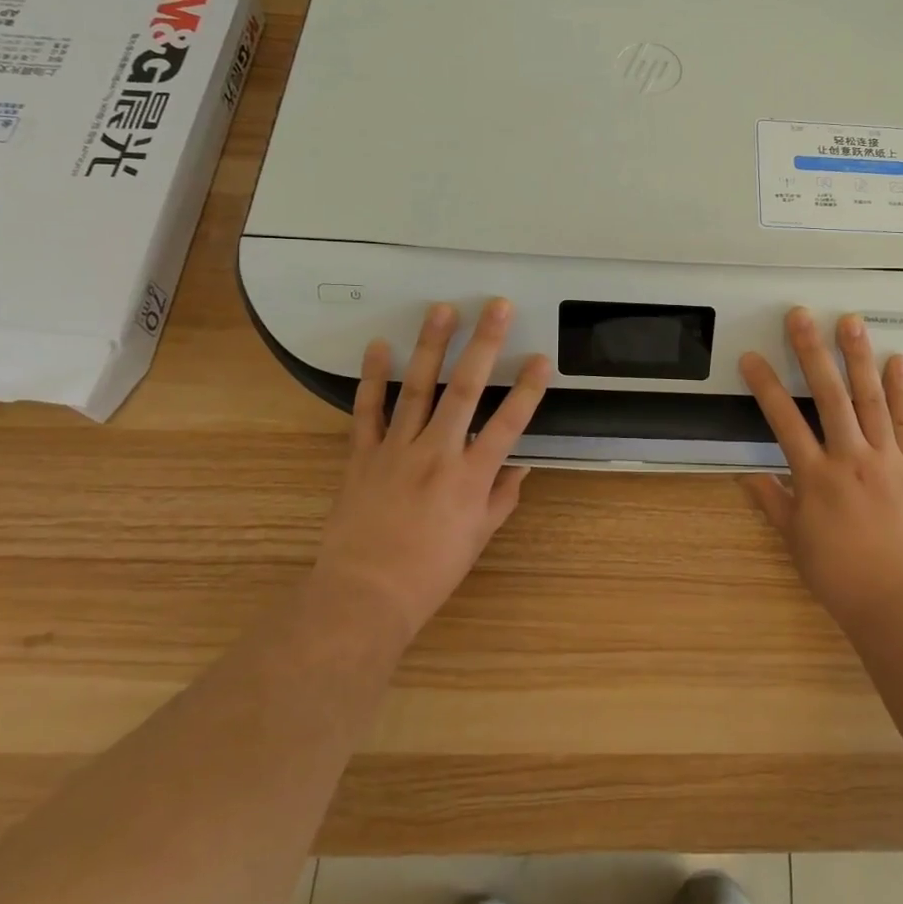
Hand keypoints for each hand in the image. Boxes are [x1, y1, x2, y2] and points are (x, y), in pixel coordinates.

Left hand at [315, 299, 550, 642]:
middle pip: (465, 389)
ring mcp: (396, 450)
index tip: (541, 359)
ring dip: (431, 345)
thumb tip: (521, 467)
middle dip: (484, 344)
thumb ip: (502, 497)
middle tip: (496, 307)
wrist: (363, 596)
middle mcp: (437, 453)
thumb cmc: (430, 571)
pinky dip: (371, 378)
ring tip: (441, 309)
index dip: (527, 389)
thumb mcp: (478, 537)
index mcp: (471, 476)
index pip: (508, 423)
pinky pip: (366, 411)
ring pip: (417, 388)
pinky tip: (378, 346)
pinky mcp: (361, 455)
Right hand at [739, 308, 902, 631]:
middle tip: (801, 315)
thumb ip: (772, 502)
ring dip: (858, 357)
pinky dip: (901, 389)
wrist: (901, 602)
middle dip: (812, 351)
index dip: (765, 386)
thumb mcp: (796, 541)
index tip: (751, 357)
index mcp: (815, 478)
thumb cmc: (841, 575)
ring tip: (851, 321)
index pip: (783, 421)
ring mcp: (887, 459)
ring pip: (869, 398)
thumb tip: (747, 476)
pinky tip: (897, 360)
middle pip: (828, 396)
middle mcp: (850, 459)